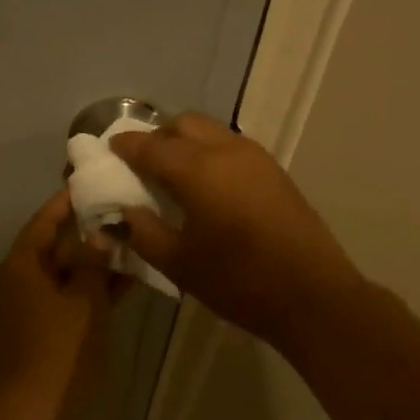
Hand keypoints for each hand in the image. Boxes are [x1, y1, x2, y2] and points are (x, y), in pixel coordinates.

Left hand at [0, 189, 120, 419]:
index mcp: (22, 264)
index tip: (92, 181)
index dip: (67, 201)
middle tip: (124, 210)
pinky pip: (69, 297)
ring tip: (133, 241)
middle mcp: (20, 279)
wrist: (34, 409)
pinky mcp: (42, 329)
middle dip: (89, 231)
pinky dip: (92, 289)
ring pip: (67, 273)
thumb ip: (93, 262)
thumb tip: (99, 235)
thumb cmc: (60, 347)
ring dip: (96, 262)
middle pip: (55, 245)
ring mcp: (30, 306)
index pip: (44, 220)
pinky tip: (126, 281)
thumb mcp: (84, 298)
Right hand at [110, 112, 363, 348]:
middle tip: (141, 164)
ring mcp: (256, 158)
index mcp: (197, 169)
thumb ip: (143, 232)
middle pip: (183, 124)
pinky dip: (209, 153)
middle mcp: (226, 150)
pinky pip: (231, 147)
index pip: (150, 146)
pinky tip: (205, 186)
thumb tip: (123, 213)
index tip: (109, 151)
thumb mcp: (178, 263)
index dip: (126, 147)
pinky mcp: (274, 172)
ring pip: (211, 131)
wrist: (311, 295)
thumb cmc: (238, 281)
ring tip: (172, 174)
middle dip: (157, 136)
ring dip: (186, 142)